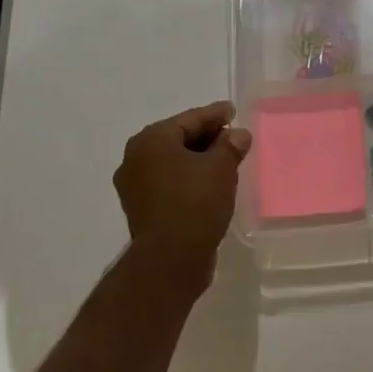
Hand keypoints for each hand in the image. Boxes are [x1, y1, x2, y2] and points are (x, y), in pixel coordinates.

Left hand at [113, 101, 252, 279]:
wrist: (170, 260)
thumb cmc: (195, 202)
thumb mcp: (221, 168)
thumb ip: (230, 145)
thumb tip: (237, 135)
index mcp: (151, 140)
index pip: (189, 119)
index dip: (215, 114)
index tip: (232, 110)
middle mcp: (136, 159)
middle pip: (178, 139)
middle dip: (207, 137)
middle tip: (233, 136)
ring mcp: (135, 186)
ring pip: (174, 162)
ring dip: (199, 159)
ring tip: (226, 160)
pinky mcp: (142, 209)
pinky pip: (170, 182)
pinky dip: (189, 178)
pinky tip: (210, 183)